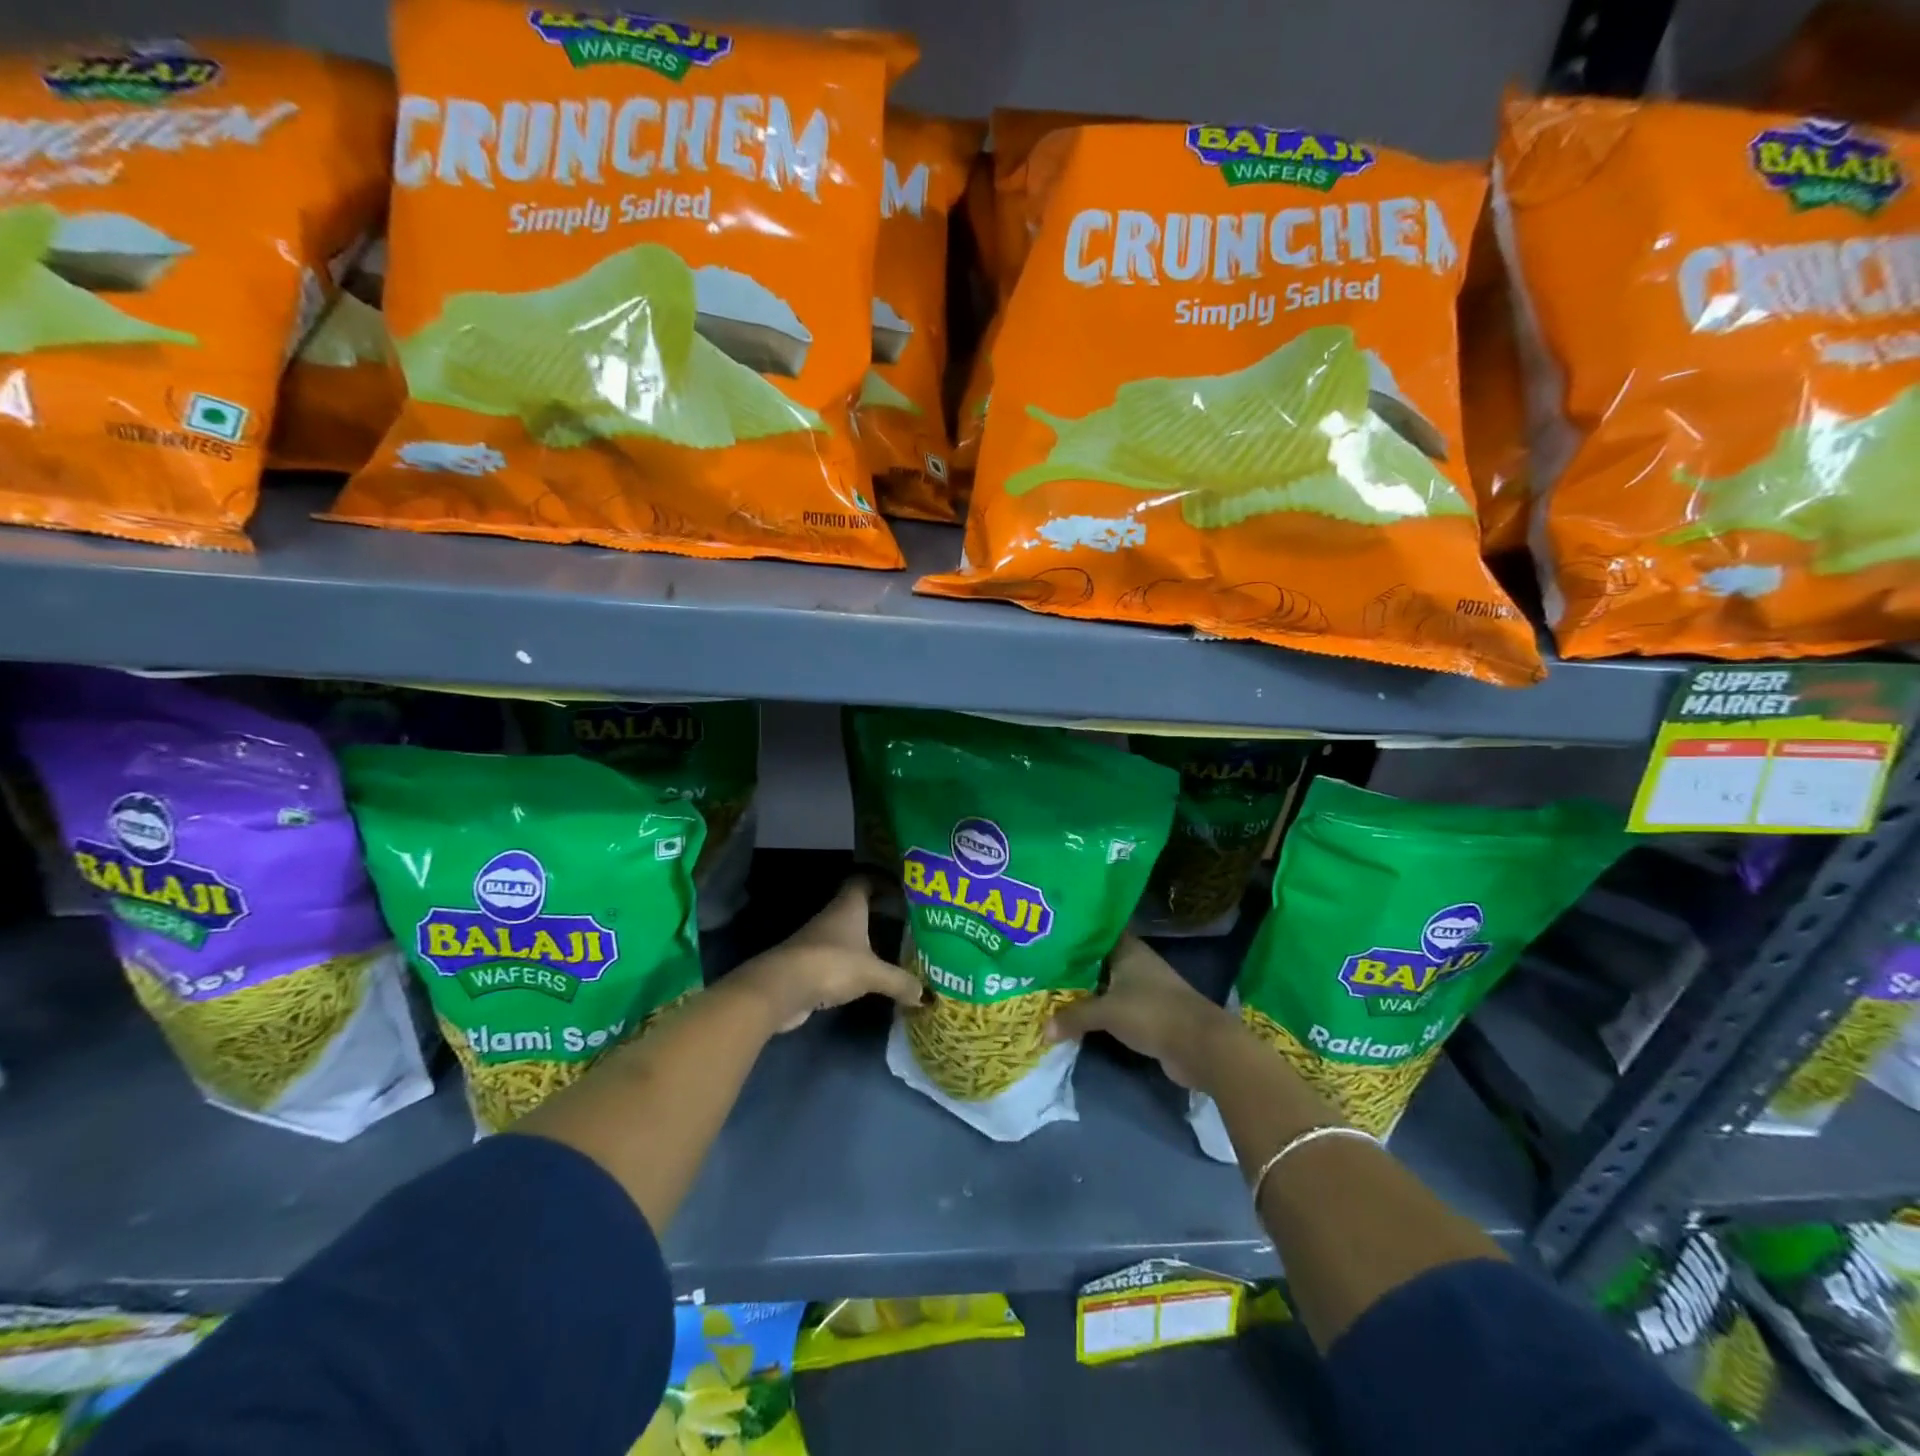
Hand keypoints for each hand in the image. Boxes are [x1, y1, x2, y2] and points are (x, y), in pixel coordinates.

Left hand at [729, 878, 925, 1032]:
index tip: (902, 889)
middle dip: (879, 911)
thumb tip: (926, 995)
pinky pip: (837, 956)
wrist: (781, 988)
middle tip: (906, 919)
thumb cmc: (831, 964)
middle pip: (857, 906)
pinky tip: (867, 973)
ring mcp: (818, 939)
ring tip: (892, 947)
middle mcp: (833, 916)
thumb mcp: (873, 973)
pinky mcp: (810, 963)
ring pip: (847, 932)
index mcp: (849, 906)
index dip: (882, 880)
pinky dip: (852, 961)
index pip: (865, 880)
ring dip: (865, 938)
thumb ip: (900, 981)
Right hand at [1048, 934, 1237, 1089]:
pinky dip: (1098, 1011)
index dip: (1073, 933)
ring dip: (1085, 991)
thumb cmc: (1152, 1013)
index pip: (1095, 932)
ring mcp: (1143, 989)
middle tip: (1040, 966)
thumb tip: (1043, 1030)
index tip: (1047, 936)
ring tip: (1051, 991)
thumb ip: (1074, 1016)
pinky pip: (1114, 1007)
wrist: (1200, 1046)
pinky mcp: (1147, 1014)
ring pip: (1106, 985)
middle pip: (1098, 960)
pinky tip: (1076, 1017)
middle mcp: (1135, 963)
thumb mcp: (1106, 1012)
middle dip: (1073, 966)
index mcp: (1128, 949)